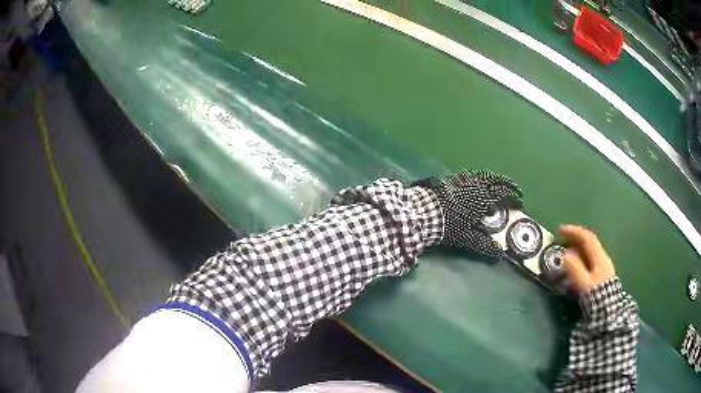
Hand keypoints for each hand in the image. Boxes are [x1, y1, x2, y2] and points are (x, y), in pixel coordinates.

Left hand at [415, 169, 522, 259]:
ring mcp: (463, 180)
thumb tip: (499, 253)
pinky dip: (479, 178)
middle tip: (512, 188)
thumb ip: (485, 245)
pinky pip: (471, 175)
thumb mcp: (468, 239)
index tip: (519, 200)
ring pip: (483, 175)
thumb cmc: (448, 225)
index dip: (513, 195)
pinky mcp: (451, 179)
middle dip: (506, 183)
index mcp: (483, 197)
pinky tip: (476, 183)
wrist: (423, 212)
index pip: (503, 192)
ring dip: (493, 179)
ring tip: (497, 184)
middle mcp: (476, 185)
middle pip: (495, 179)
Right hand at [558, 225, 616, 294]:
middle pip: (589, 243)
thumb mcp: (585, 284)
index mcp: (599, 258)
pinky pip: (589, 261)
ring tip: (565, 253)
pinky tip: (574, 267)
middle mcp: (602, 258)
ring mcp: (603, 267)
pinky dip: (580, 258)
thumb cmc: (597, 297)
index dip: (573, 232)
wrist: (609, 313)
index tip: (559, 231)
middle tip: (561, 239)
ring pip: (589, 252)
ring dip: (576, 249)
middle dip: (574, 239)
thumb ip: (575, 269)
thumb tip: (565, 255)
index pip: (587, 238)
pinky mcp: (601, 276)